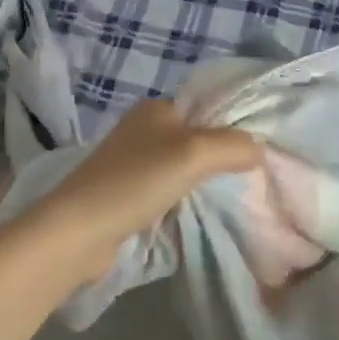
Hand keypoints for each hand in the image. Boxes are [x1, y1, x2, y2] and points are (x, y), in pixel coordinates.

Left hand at [26, 99, 261, 281]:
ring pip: (182, 169)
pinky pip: (166, 192)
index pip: (207, 110)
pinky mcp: (124, 194)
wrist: (79, 231)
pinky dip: (182, 202)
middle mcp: (142, 130)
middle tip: (248, 182)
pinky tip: (196, 214)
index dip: (233, 130)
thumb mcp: (195, 154)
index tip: (257, 157)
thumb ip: (233, 147)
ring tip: (230, 200)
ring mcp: (130, 164)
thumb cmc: (136, 182)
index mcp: (155, 109)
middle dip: (220, 160)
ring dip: (202, 184)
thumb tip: (259, 150)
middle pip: (196, 140)